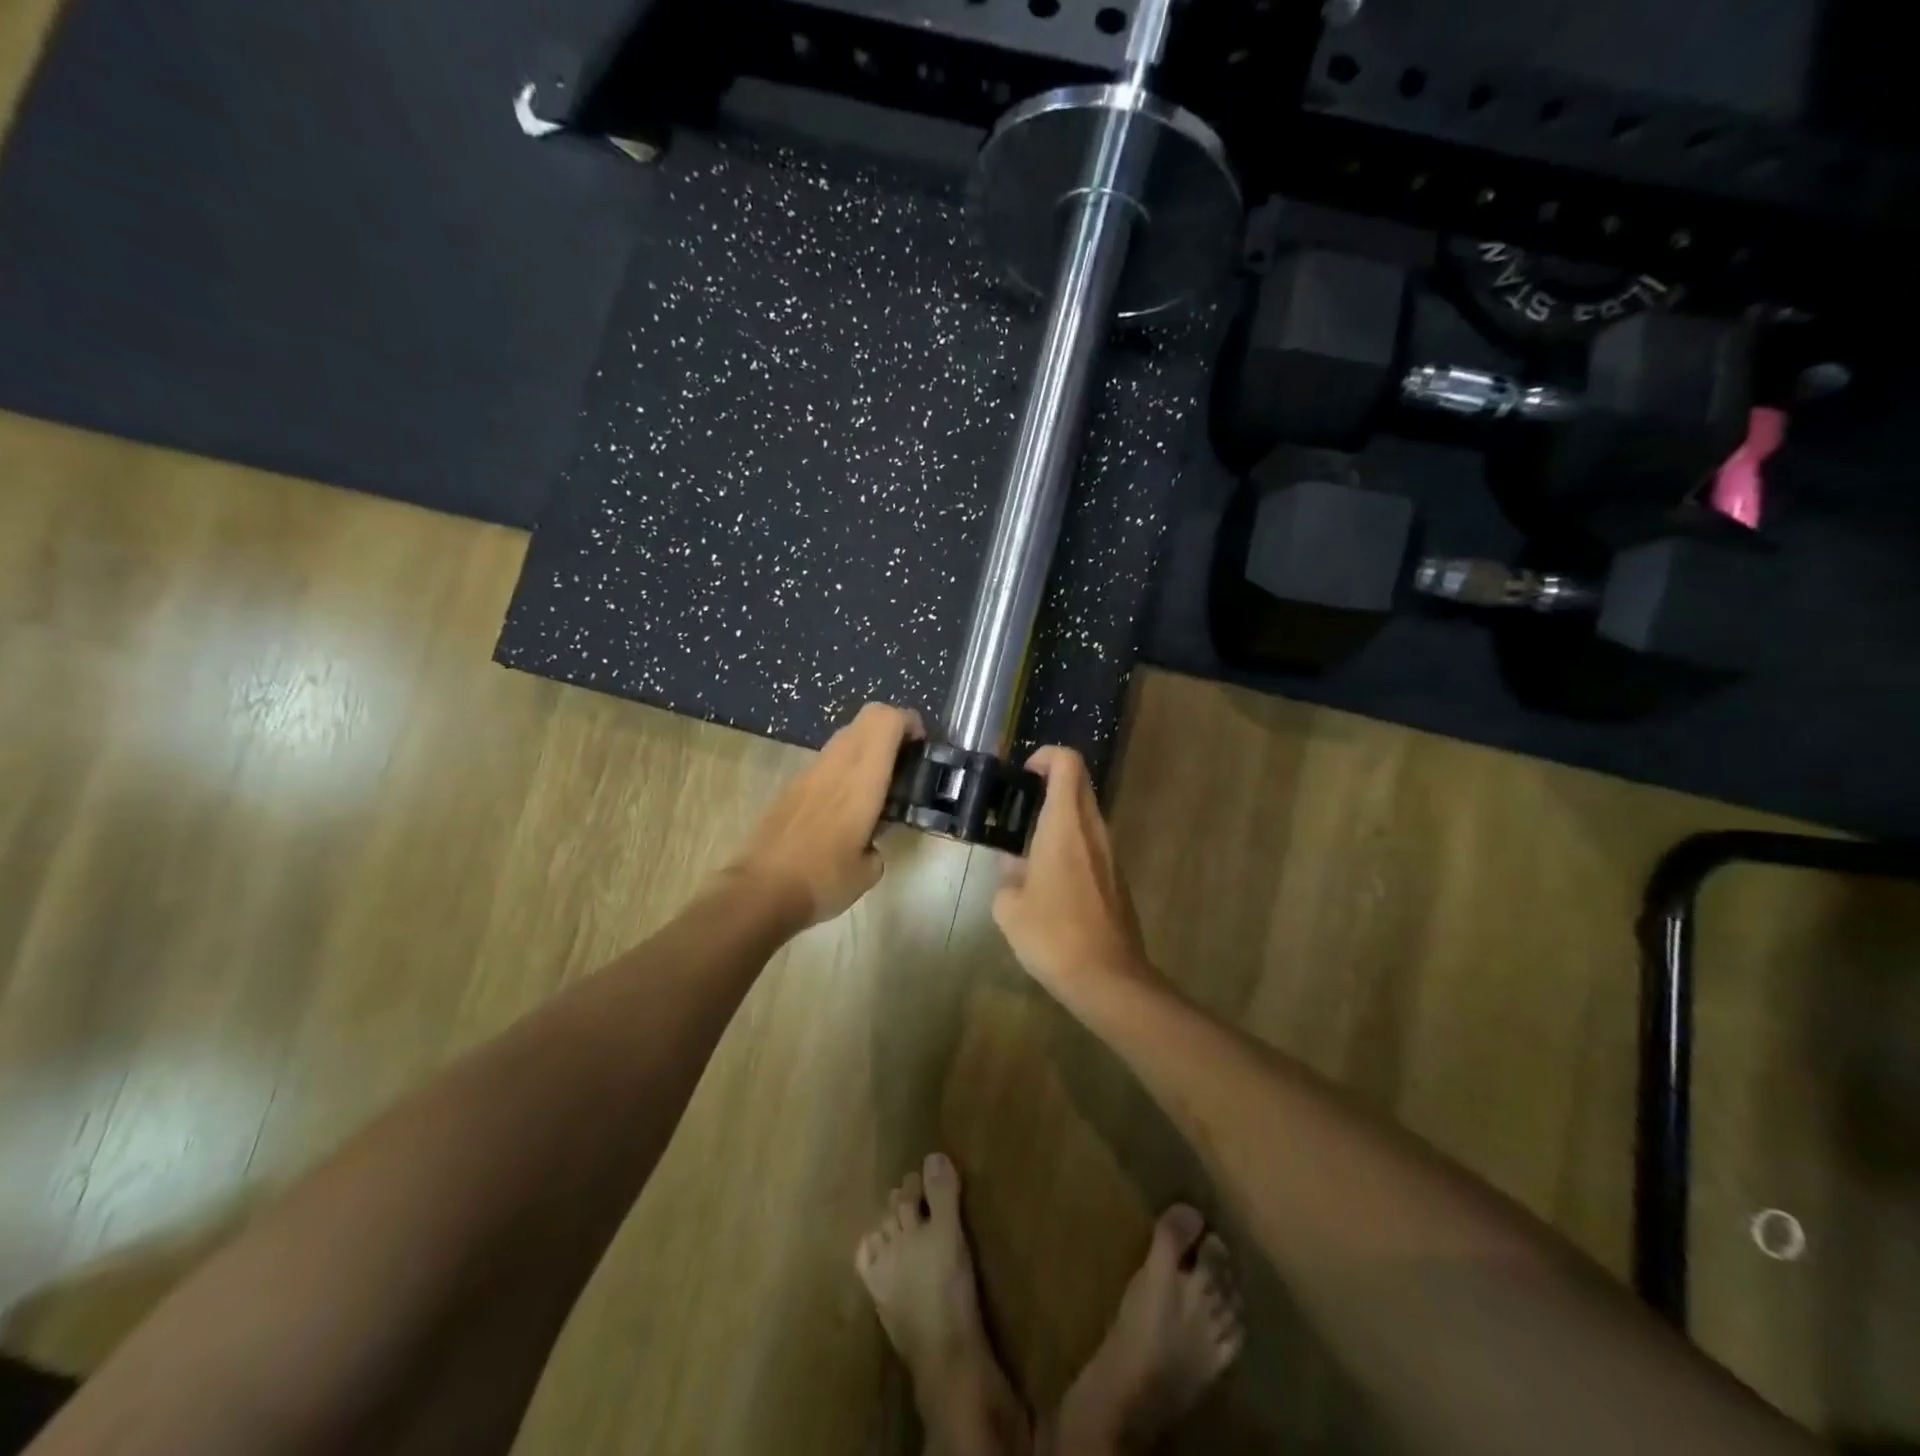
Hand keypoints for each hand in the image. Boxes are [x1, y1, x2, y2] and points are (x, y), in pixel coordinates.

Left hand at [730, 703, 923, 928]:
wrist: (761, 891)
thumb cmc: (823, 879)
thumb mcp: (869, 869)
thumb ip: (878, 843)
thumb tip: (871, 842)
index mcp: (862, 777)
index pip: (886, 720)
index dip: (909, 722)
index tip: (921, 746)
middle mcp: (836, 763)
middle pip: (868, 717)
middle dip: (892, 730)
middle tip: (904, 762)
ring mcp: (810, 771)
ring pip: (846, 737)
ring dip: (867, 748)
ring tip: (878, 786)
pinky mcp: (792, 786)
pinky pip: (827, 760)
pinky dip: (845, 768)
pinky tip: (846, 806)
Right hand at [992, 746, 1156, 994]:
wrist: (1107, 978)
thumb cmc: (1052, 935)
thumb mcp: (1009, 906)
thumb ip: (1007, 875)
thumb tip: (1013, 865)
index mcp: (1065, 826)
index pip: (1067, 764)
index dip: (1046, 756)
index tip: (1023, 774)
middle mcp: (1093, 831)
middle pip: (1079, 784)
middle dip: (1050, 784)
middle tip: (1018, 807)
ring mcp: (1111, 854)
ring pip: (1087, 815)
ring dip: (1060, 816)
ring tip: (1028, 846)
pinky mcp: (1118, 877)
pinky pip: (1093, 844)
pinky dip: (1071, 843)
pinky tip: (1050, 878)